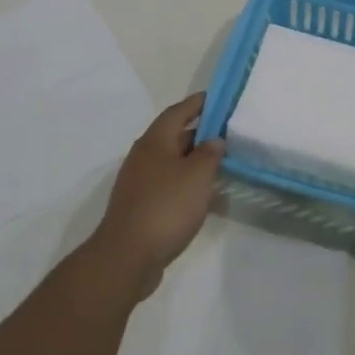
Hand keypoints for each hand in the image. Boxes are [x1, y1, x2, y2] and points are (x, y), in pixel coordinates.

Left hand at [92, 92, 224, 296]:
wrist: (127, 256)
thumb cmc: (166, 207)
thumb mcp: (197, 176)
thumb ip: (210, 153)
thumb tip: (214, 139)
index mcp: (154, 141)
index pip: (177, 112)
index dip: (197, 103)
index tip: (217, 98)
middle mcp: (143, 156)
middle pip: (173, 136)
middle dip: (199, 133)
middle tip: (227, 134)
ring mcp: (138, 182)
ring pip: (170, 162)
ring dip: (193, 160)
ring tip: (220, 164)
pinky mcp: (140, 205)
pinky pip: (167, 183)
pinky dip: (185, 182)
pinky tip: (202, 195)